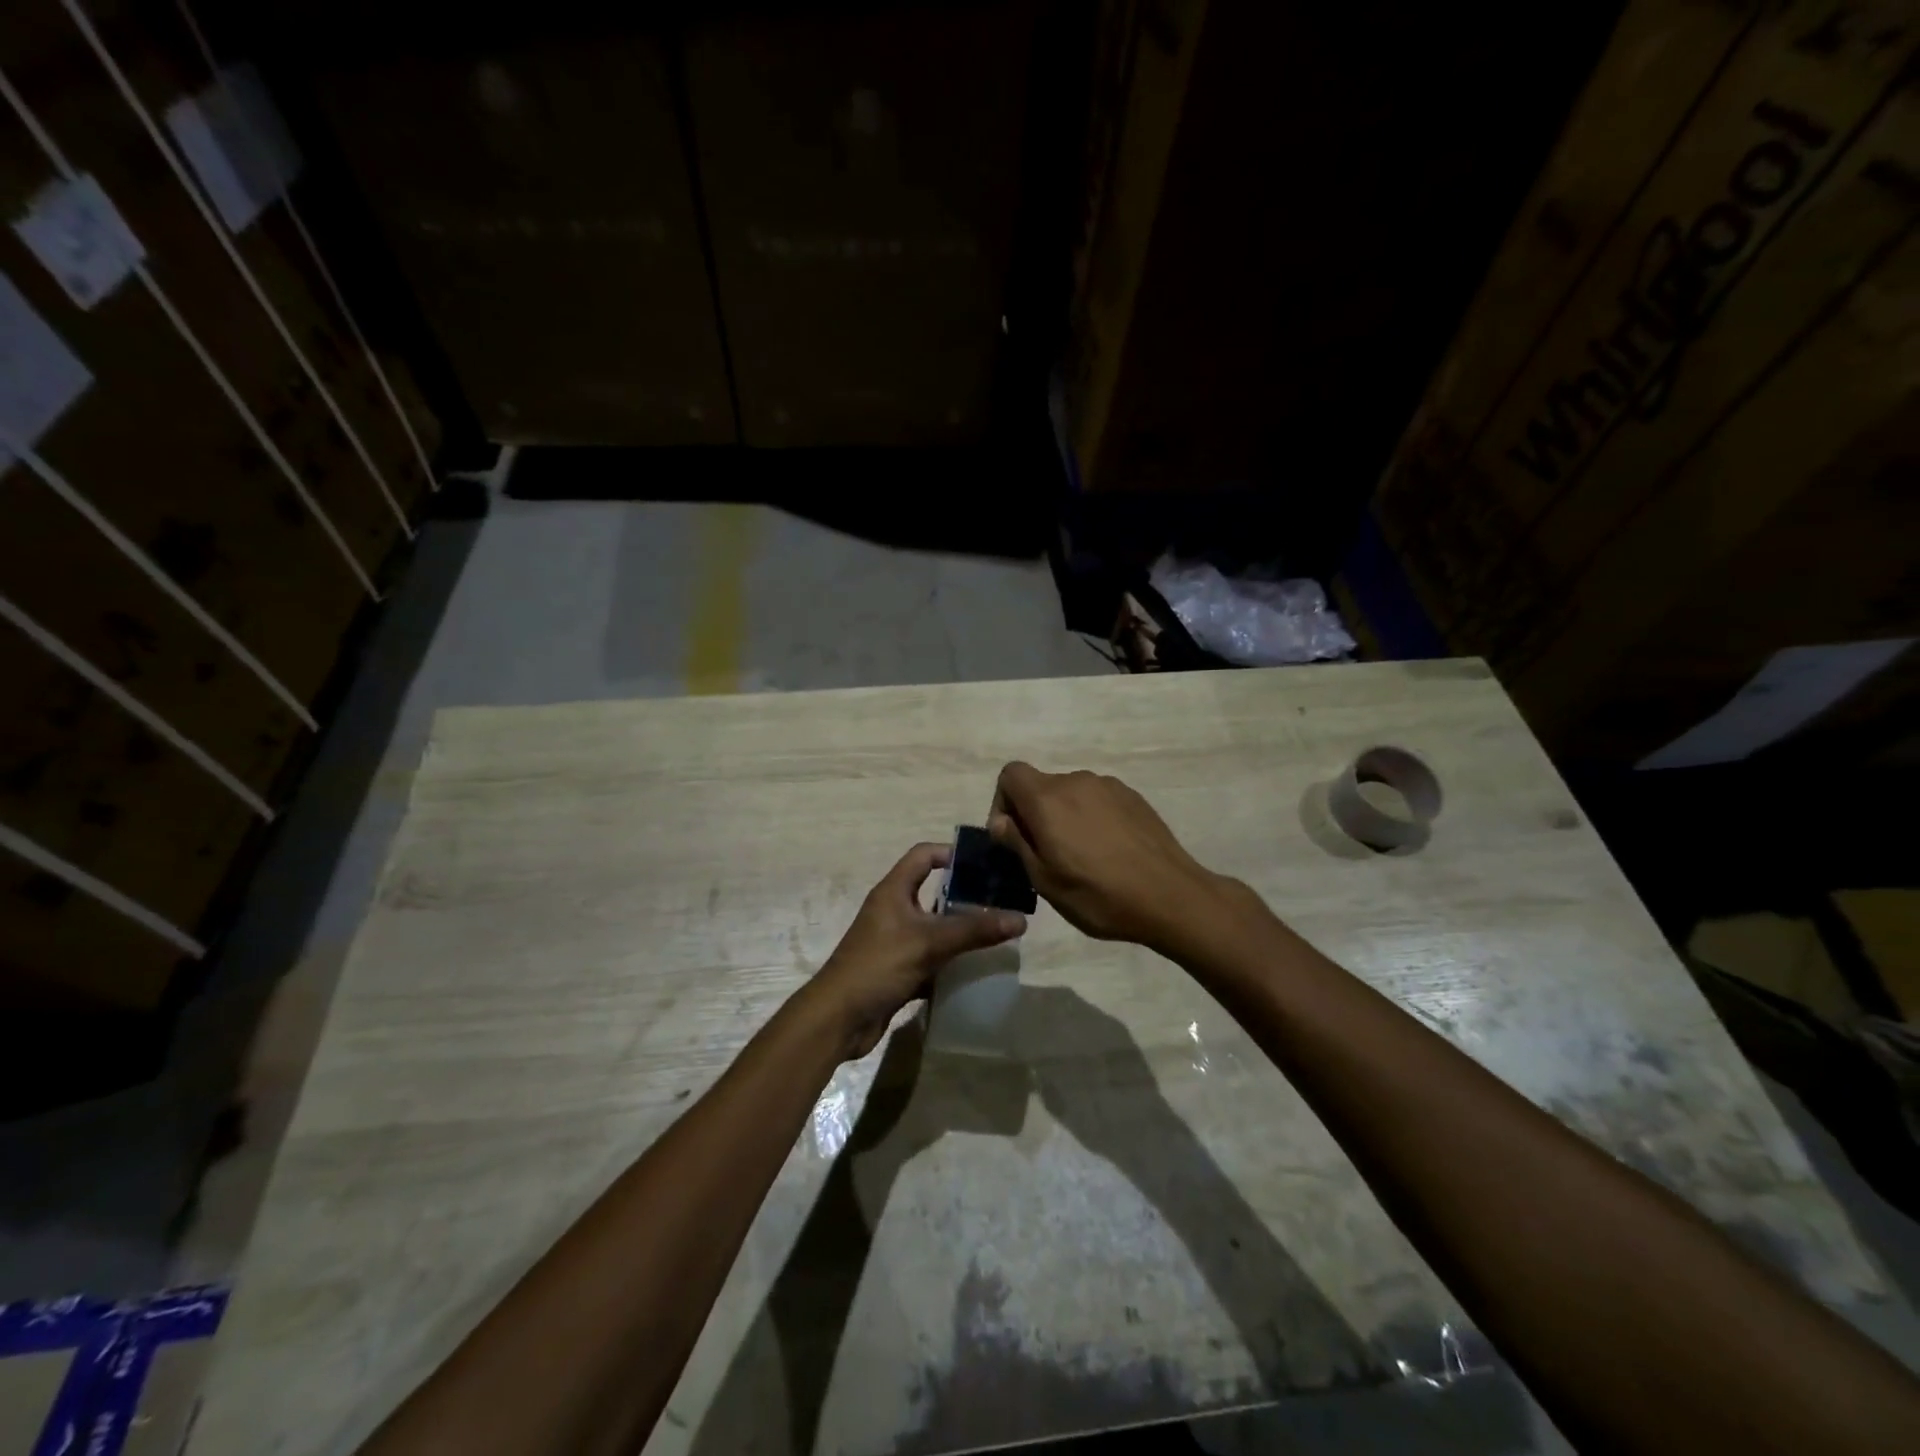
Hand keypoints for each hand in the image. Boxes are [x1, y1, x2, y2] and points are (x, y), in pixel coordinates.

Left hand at [808, 842, 1026, 1059]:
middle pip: (932, 890)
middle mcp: (893, 909)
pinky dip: (950, 959)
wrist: (839, 1018)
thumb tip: (1020, 919)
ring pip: (933, 926)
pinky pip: (930, 956)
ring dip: (960, 929)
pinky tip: (975, 966)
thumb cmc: (879, 966)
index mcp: (893, 890)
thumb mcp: (929, 942)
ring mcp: (895, 940)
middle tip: (1001, 900)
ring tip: (996, 931)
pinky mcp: (898, 968)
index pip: (924, 855)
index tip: (986, 863)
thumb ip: (974, 930)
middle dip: (965, 895)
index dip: (952, 853)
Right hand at [988, 762, 1228, 950]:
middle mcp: (1076, 782)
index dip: (1003, 801)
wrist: (1170, 896)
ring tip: (1081, 857)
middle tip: (1046, 856)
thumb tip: (1000, 821)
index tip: (1013, 836)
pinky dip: (1092, 819)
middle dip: (1035, 815)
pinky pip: (1098, 800)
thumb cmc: (1098, 895)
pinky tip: (1109, 852)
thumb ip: (1017, 843)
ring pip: (1071, 795)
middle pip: (1041, 786)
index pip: (1010, 774)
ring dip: (1065, 818)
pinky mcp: (1133, 797)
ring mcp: (1109, 786)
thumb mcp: (1045, 880)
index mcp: (1048, 799)